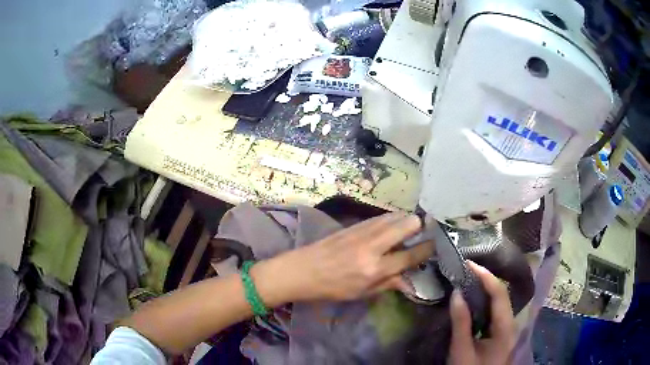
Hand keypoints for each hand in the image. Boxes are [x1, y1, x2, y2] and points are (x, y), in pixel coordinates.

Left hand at [262, 212, 433, 301]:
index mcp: (375, 269)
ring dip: (406, 220)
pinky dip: (391, 219)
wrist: (302, 270)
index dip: (427, 249)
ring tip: (411, 227)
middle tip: (425, 231)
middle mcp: (372, 247)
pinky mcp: (354, 224)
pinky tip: (392, 225)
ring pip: (394, 216)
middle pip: (407, 224)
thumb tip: (409, 281)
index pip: (410, 256)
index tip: (436, 244)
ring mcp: (362, 232)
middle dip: (420, 226)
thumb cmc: (332, 288)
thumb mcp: (361, 293)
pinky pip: (380, 217)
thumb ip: (388, 284)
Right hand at [449, 262, 515, 364]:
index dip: (486, 276)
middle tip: (467, 268)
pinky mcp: (499, 332)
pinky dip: (484, 300)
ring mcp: (506, 327)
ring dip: (485, 288)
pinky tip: (473, 298)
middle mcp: (510, 323)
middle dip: (486, 278)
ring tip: (468, 278)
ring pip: (499, 301)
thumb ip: (461, 322)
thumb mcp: (462, 350)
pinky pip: (494, 310)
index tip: (469, 264)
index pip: (499, 294)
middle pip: (502, 294)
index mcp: (505, 327)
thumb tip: (457, 292)